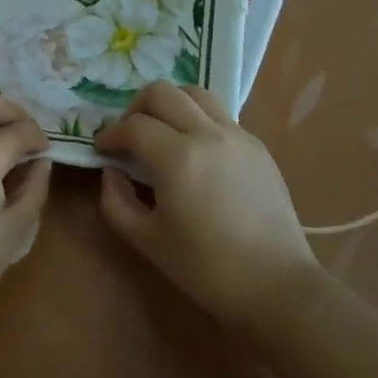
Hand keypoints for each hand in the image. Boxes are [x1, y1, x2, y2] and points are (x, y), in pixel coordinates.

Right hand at [95, 81, 317, 326]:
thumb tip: (112, 171)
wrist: (274, 284)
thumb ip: (116, 201)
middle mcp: (208, 134)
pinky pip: (219, 114)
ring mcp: (237, 135)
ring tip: (161, 133)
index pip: (134, 125)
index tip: (102, 149)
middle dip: (135, 108)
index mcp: (178, 158)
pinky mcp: (257, 145)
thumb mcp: (146, 240)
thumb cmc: (205, 268)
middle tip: (129, 137)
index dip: (110, 134)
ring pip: (194, 93)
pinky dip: (197, 119)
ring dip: (169, 105)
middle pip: (162, 92)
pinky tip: (194, 150)